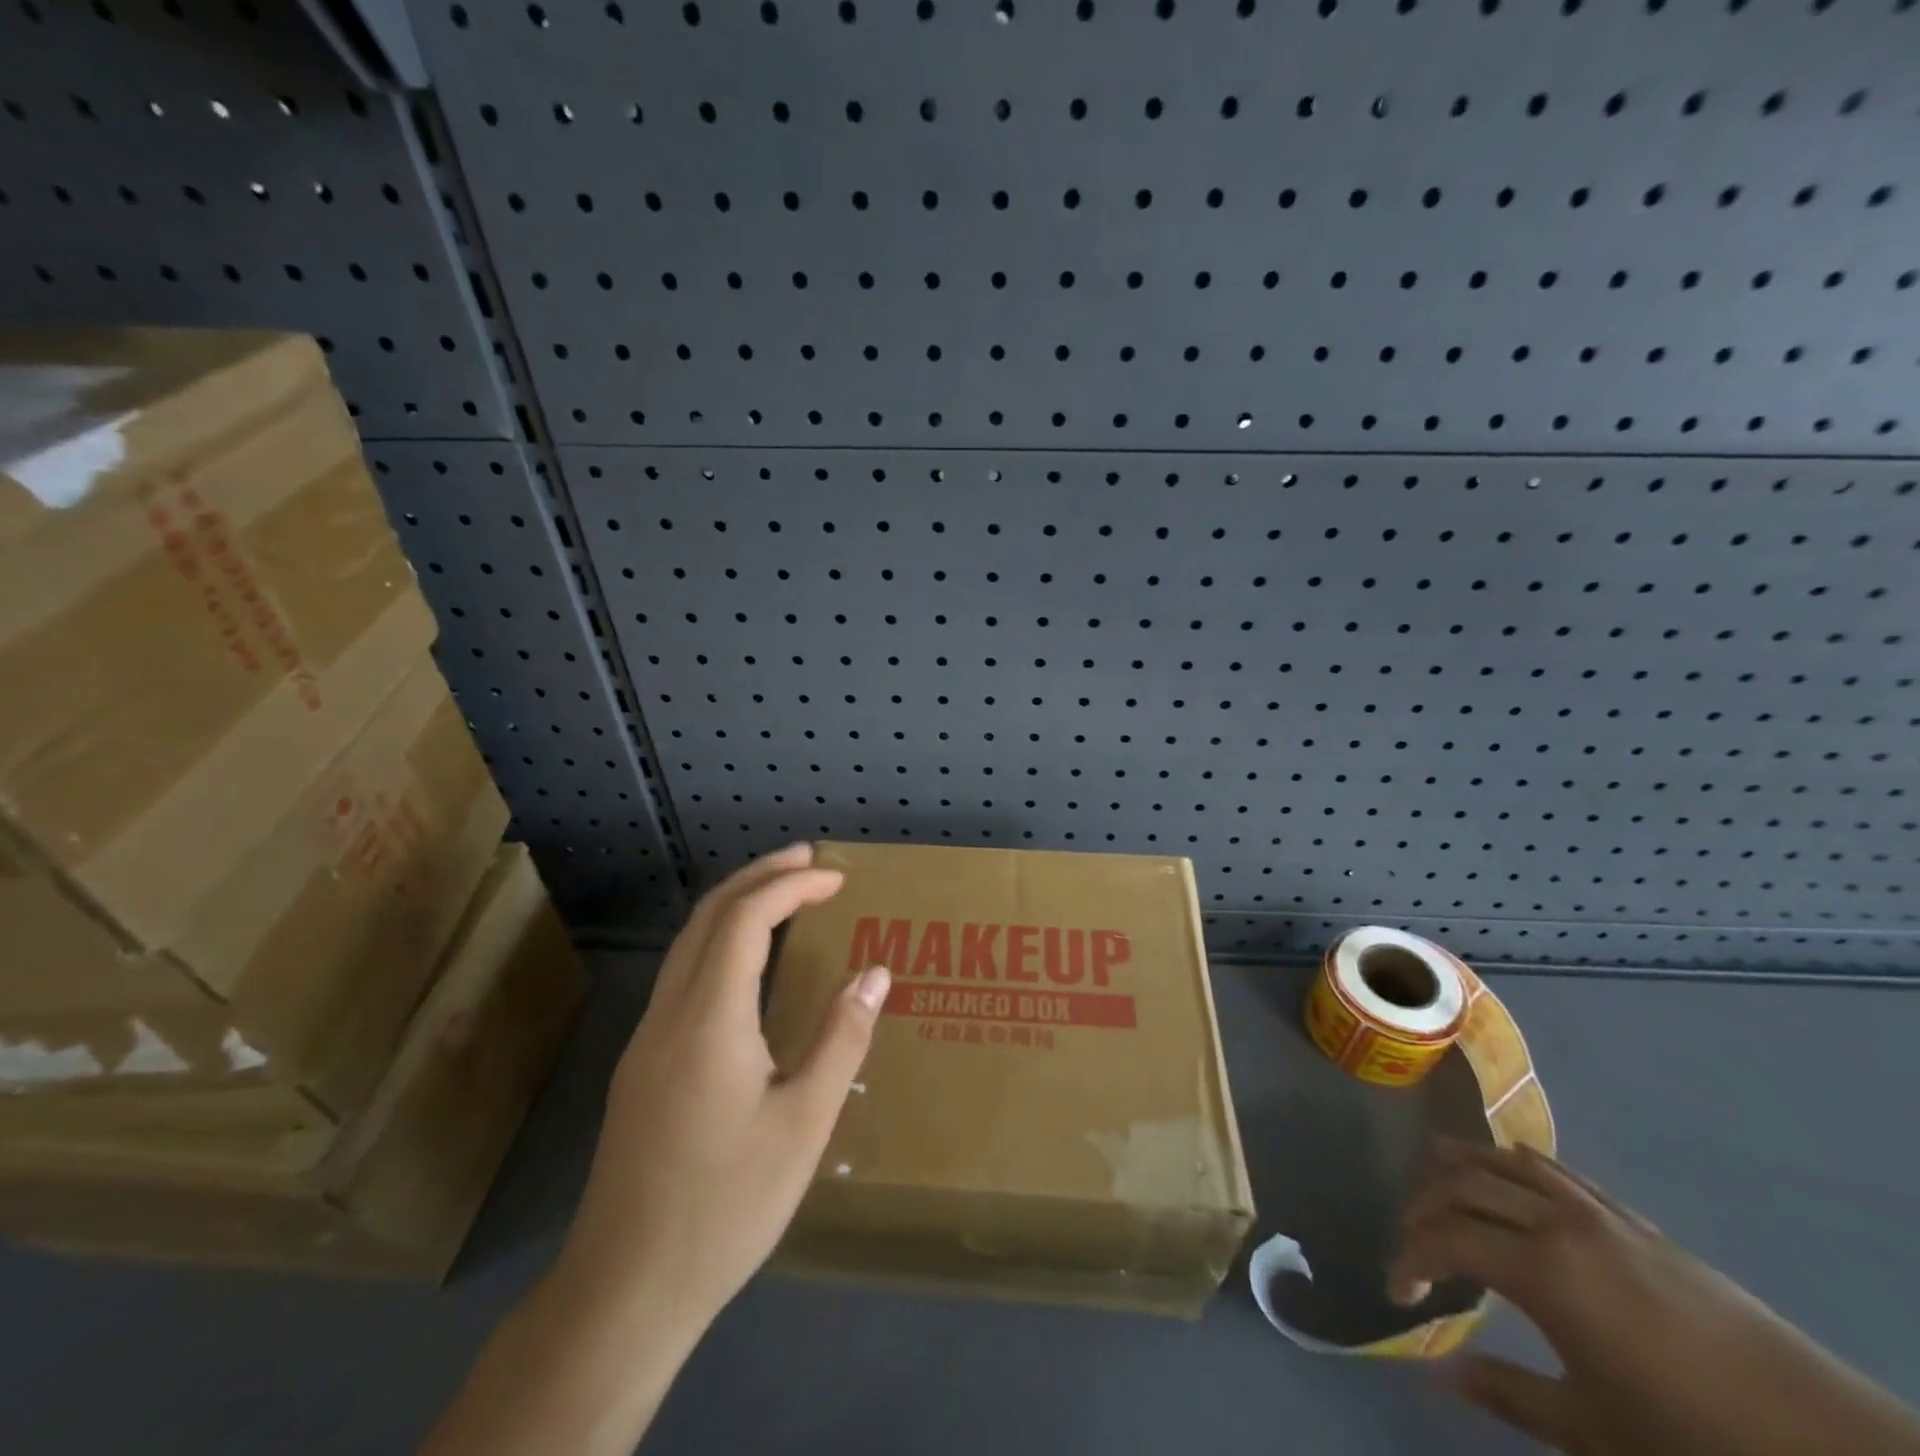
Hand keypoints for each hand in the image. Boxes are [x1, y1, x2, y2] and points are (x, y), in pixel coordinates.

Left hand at [559, 843, 890, 1330]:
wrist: (625, 1288)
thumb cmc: (727, 1205)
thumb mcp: (804, 1125)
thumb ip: (841, 1040)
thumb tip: (875, 974)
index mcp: (710, 1019)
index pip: (746, 919)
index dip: (790, 886)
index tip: (836, 878)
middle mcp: (669, 1014)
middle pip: (708, 916)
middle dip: (759, 876)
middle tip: (810, 860)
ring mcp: (647, 1039)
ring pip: (688, 943)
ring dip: (736, 905)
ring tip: (785, 895)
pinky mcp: (641, 1065)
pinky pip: (682, 974)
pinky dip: (720, 941)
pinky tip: (748, 964)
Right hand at [1391, 1141, 1919, 1455]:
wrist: (1822, 1440)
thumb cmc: (1691, 1438)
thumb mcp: (1593, 1432)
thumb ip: (1508, 1394)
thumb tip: (1437, 1373)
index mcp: (1540, 1270)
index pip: (1448, 1240)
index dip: (1412, 1257)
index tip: (1397, 1288)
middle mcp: (1558, 1223)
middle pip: (1467, 1187)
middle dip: (1426, 1205)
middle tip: (1409, 1234)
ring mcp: (1599, 1215)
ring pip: (1509, 1164)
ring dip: (1465, 1163)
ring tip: (1433, 1162)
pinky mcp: (1634, 1221)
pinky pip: (1559, 1173)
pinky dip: (1519, 1162)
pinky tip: (1510, 1164)